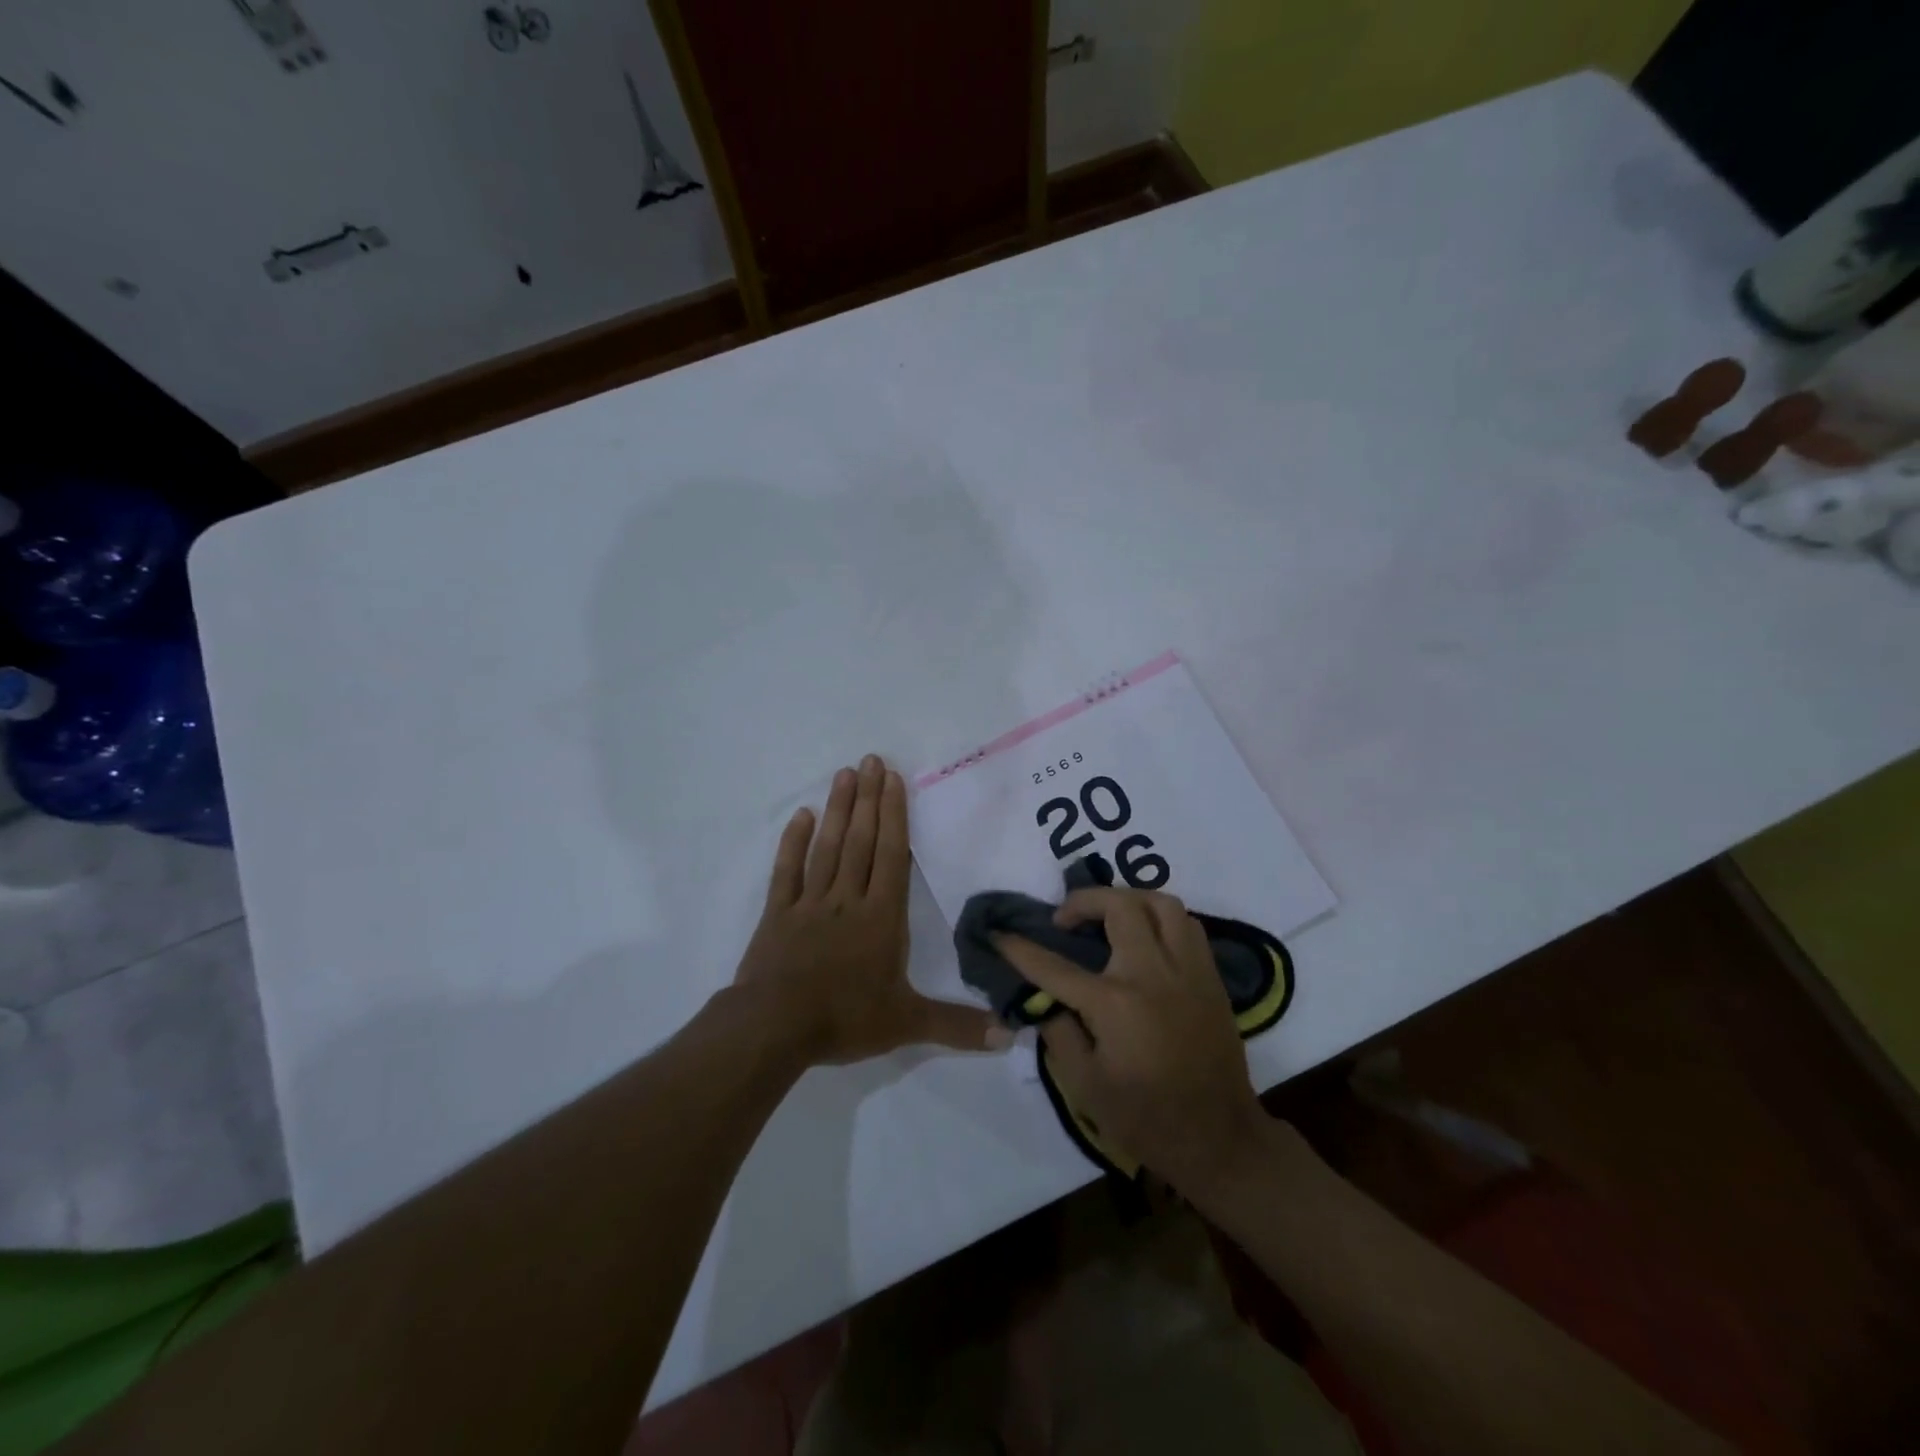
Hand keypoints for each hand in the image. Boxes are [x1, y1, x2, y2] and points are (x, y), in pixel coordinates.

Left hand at [735, 754, 1009, 1065]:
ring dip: (838, 810)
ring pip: (828, 847)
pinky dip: (793, 842)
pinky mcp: (778, 913)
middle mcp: (848, 899)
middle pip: (861, 841)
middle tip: (871, 759)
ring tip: (844, 774)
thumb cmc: (844, 1018)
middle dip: (869, 799)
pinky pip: (788, 871)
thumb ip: (957, 1026)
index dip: (894, 815)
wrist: (774, 1028)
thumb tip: (1009, 1036)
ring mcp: (810, 903)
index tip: (893, 779)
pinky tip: (801, 816)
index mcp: (881, 917)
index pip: (892, 856)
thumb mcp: (907, 1024)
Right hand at [994, 887, 1268, 1194]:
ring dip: (1128, 899)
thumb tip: (1046, 1000)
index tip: (999, 934)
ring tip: (1109, 916)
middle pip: (1119, 907)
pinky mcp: (1210, 977)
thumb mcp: (1084, 1086)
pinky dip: (1161, 919)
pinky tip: (1147, 937)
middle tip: (1065, 920)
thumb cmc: (1145, 1118)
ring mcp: (1187, 970)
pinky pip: (1187, 926)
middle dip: (1083, 901)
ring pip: (1161, 903)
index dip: (1019, 948)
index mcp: (1114, 1004)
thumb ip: (1059, 1033)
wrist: (1219, 1138)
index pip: (1054, 966)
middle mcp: (1152, 974)